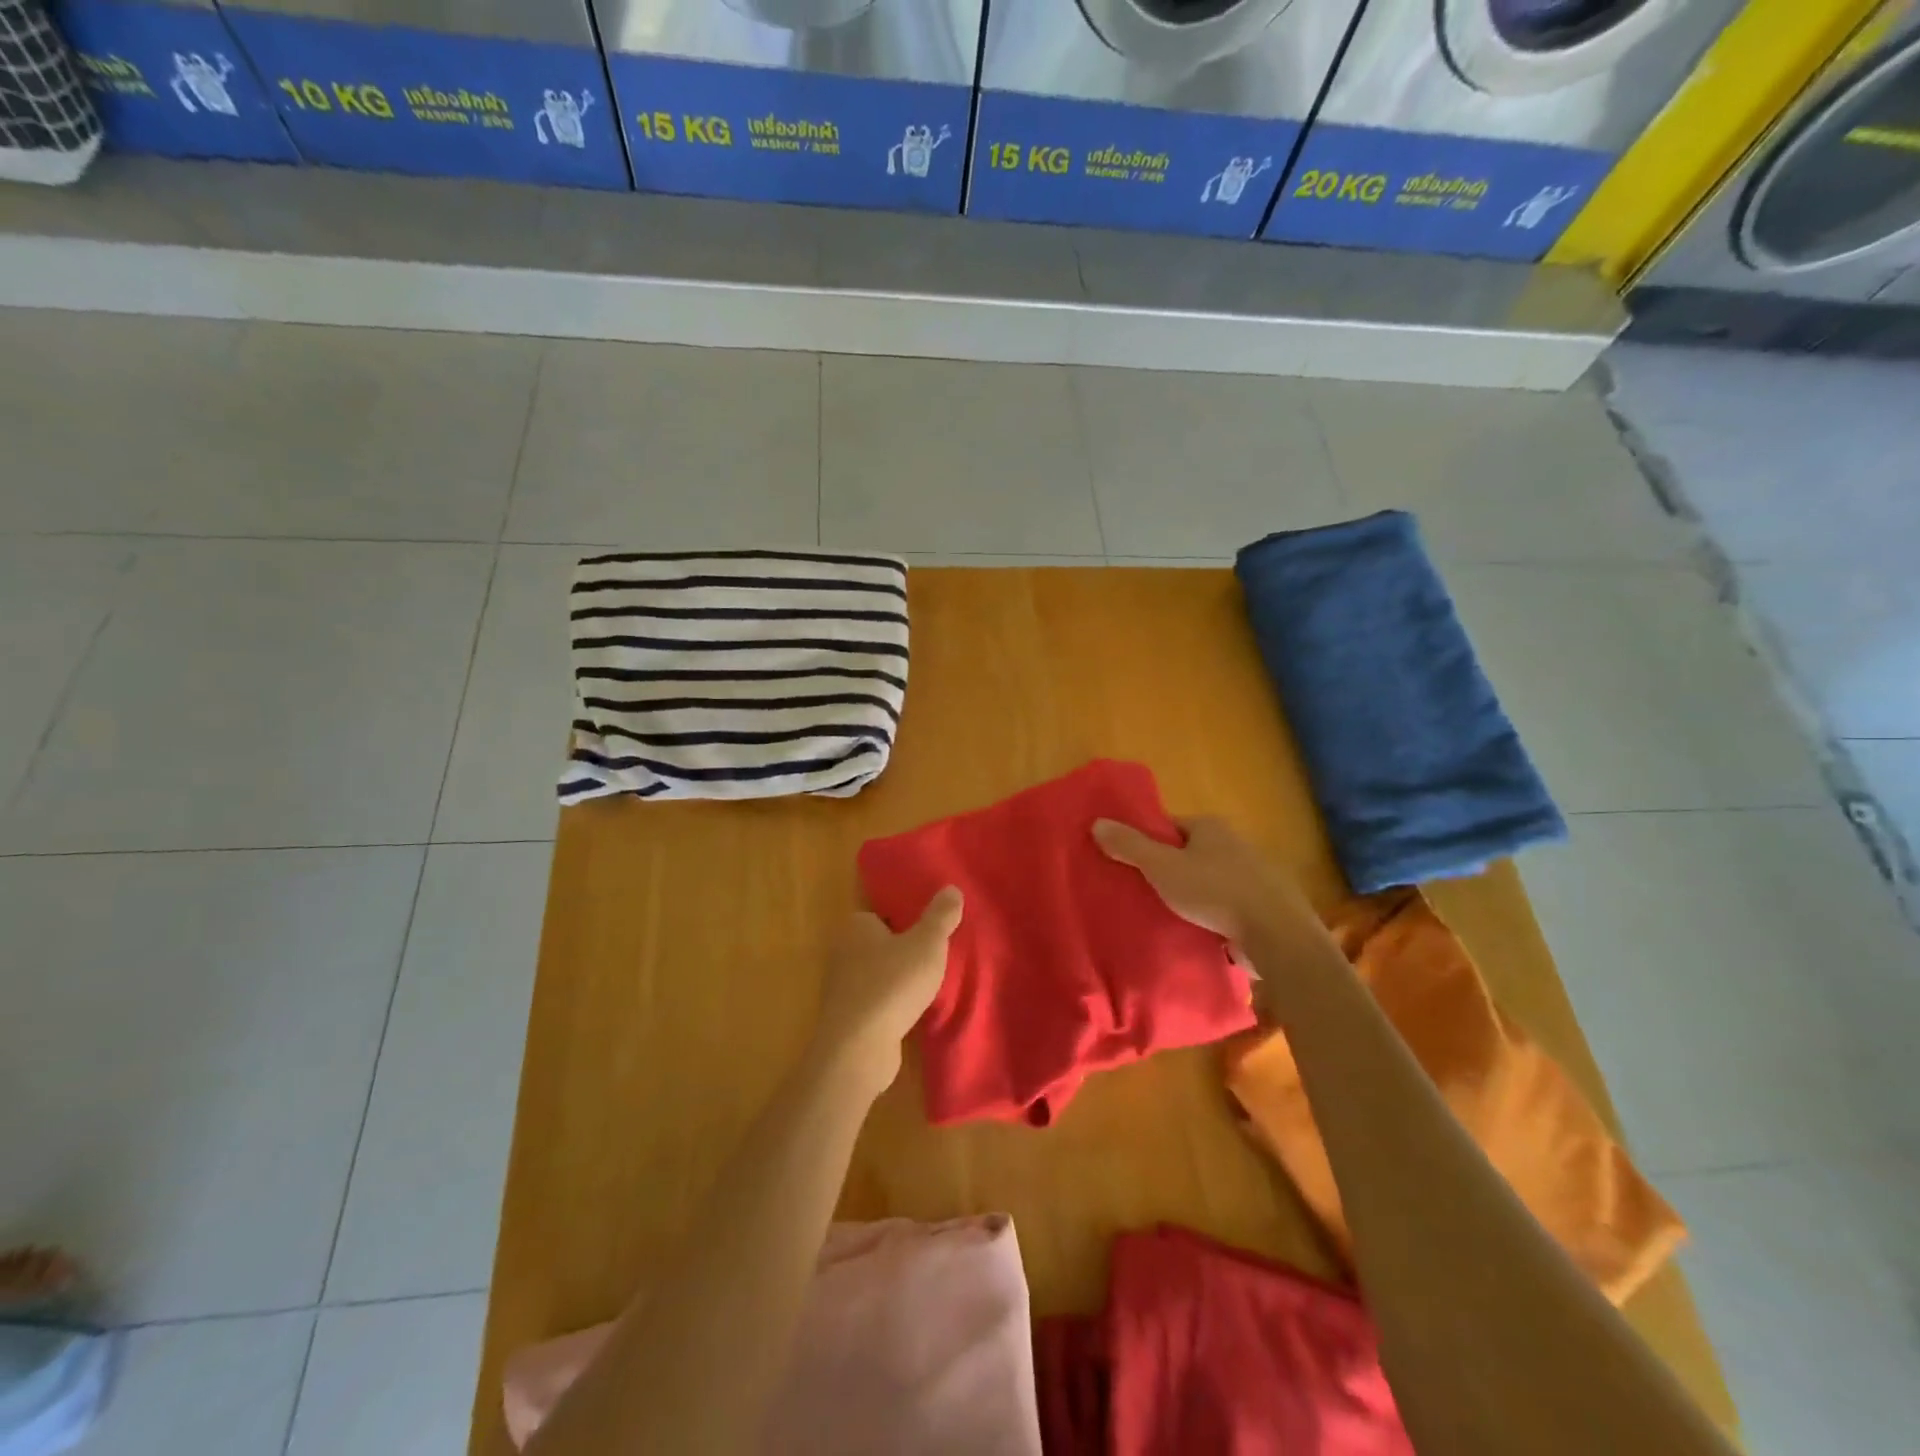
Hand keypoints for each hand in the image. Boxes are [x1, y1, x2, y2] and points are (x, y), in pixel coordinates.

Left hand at [814, 887, 963, 1096]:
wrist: (858, 1048)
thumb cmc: (892, 984)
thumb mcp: (927, 944)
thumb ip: (941, 916)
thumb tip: (952, 888)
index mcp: (856, 926)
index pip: (882, 914)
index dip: (906, 921)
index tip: (929, 933)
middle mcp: (842, 951)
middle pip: (880, 944)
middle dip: (903, 952)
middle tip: (934, 959)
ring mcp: (841, 987)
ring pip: (878, 974)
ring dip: (898, 981)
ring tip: (927, 987)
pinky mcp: (847, 1017)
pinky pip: (875, 1001)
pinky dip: (891, 1005)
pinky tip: (911, 1013)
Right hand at [1092, 816, 1318, 952]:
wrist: (1277, 935)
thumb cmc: (1215, 891)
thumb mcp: (1162, 867)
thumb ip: (1129, 846)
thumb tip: (1097, 822)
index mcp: (1210, 827)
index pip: (1170, 827)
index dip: (1148, 842)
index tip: (1131, 863)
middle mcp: (1235, 843)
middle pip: (1190, 853)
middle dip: (1170, 869)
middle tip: (1144, 891)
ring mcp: (1254, 875)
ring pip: (1210, 880)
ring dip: (1193, 895)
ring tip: (1168, 915)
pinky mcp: (1264, 906)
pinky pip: (1228, 905)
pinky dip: (1213, 915)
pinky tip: (1200, 931)